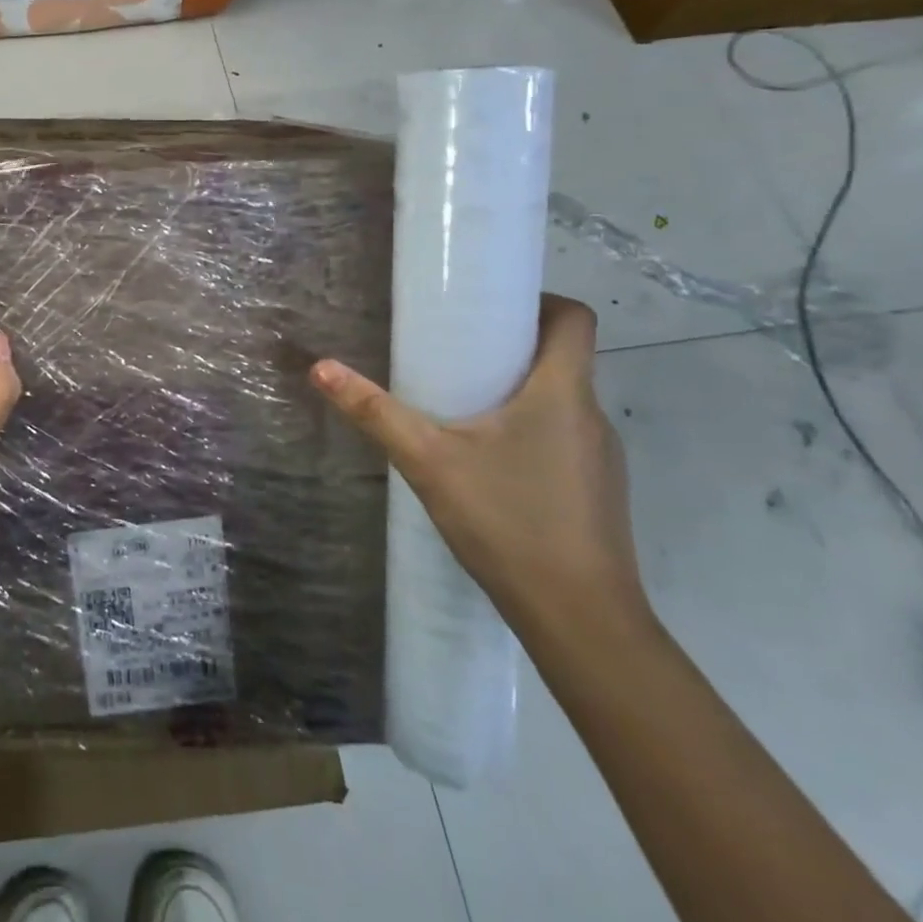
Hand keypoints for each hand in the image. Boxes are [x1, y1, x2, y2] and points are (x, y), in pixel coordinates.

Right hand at [311, 295, 648, 640]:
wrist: (581, 622)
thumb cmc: (509, 522)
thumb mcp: (428, 460)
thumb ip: (375, 412)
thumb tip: (321, 367)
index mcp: (562, 392)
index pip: (575, 318)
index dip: (538, 299)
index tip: (489, 305)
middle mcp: (592, 416)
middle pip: (562, 357)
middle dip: (509, 344)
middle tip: (453, 349)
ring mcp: (601, 458)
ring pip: (561, 400)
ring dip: (517, 390)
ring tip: (460, 403)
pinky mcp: (596, 491)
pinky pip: (563, 437)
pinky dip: (528, 429)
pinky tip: (486, 460)